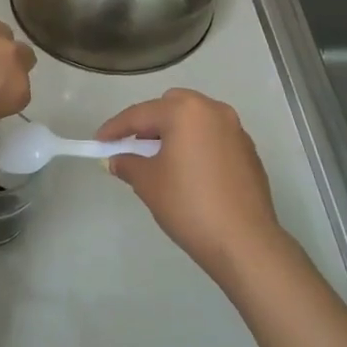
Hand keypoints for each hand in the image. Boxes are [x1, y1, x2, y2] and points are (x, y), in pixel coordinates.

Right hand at [97, 88, 287, 286]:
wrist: (243, 241)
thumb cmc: (189, 205)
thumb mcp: (148, 183)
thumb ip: (128, 163)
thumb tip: (118, 159)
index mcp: (186, 112)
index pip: (140, 114)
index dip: (115, 128)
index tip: (98, 142)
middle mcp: (214, 111)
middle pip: (172, 105)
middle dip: (150, 122)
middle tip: (134, 146)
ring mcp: (236, 130)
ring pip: (196, 119)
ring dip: (175, 132)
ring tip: (160, 160)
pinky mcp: (248, 151)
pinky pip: (213, 137)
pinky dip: (196, 144)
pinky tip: (189, 172)